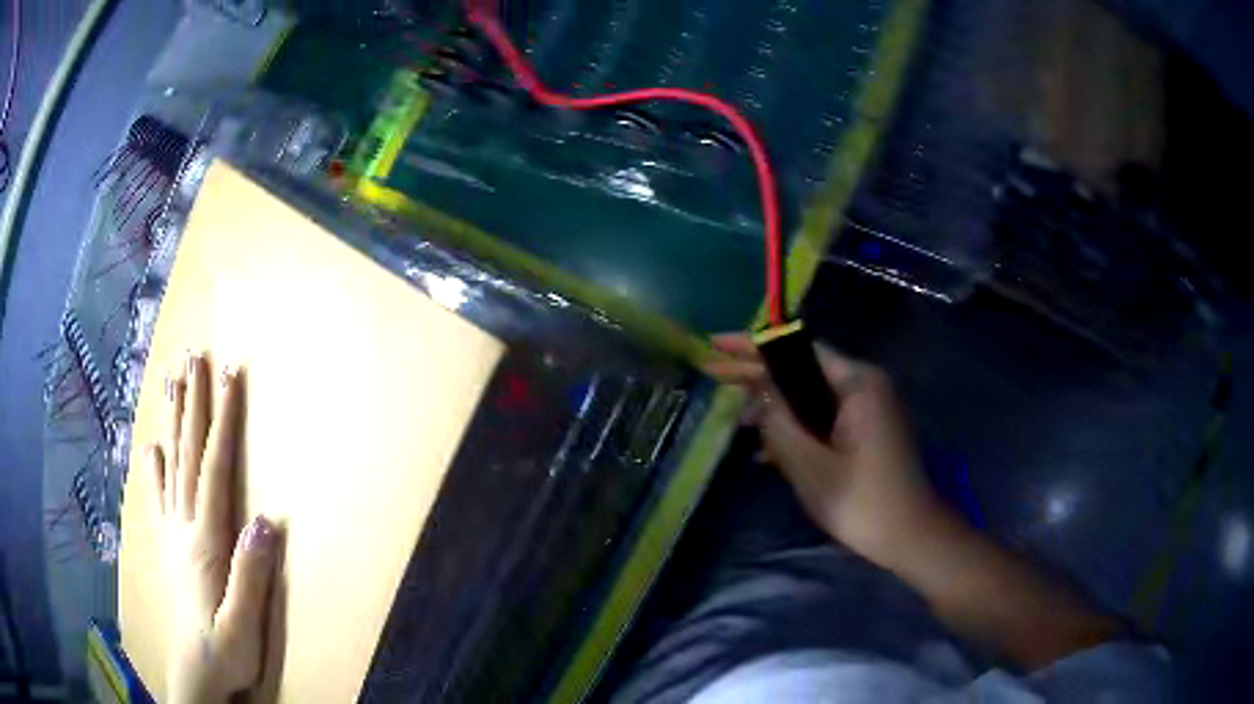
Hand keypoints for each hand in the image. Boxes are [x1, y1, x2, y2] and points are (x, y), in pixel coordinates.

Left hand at [148, 353, 277, 703]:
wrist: (197, 672)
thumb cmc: (226, 651)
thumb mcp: (245, 623)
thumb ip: (251, 574)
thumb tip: (264, 519)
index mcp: (205, 539)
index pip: (214, 467)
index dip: (223, 419)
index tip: (230, 374)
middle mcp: (185, 525)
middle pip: (187, 452)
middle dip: (193, 401)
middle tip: (194, 355)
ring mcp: (174, 533)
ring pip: (171, 464)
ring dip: (173, 419)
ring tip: (171, 380)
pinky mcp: (171, 545)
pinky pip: (159, 496)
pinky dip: (154, 466)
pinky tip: (151, 446)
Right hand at [706, 334, 943, 564]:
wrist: (909, 537)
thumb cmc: (861, 502)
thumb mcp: (810, 464)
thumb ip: (780, 422)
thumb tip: (758, 390)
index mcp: (857, 384)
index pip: (798, 349)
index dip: (755, 346)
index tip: (717, 345)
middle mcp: (864, 386)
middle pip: (803, 370)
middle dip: (759, 376)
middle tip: (713, 375)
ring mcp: (867, 409)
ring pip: (810, 396)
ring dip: (776, 408)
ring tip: (737, 421)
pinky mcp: (865, 432)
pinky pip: (823, 418)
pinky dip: (797, 427)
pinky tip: (767, 449)